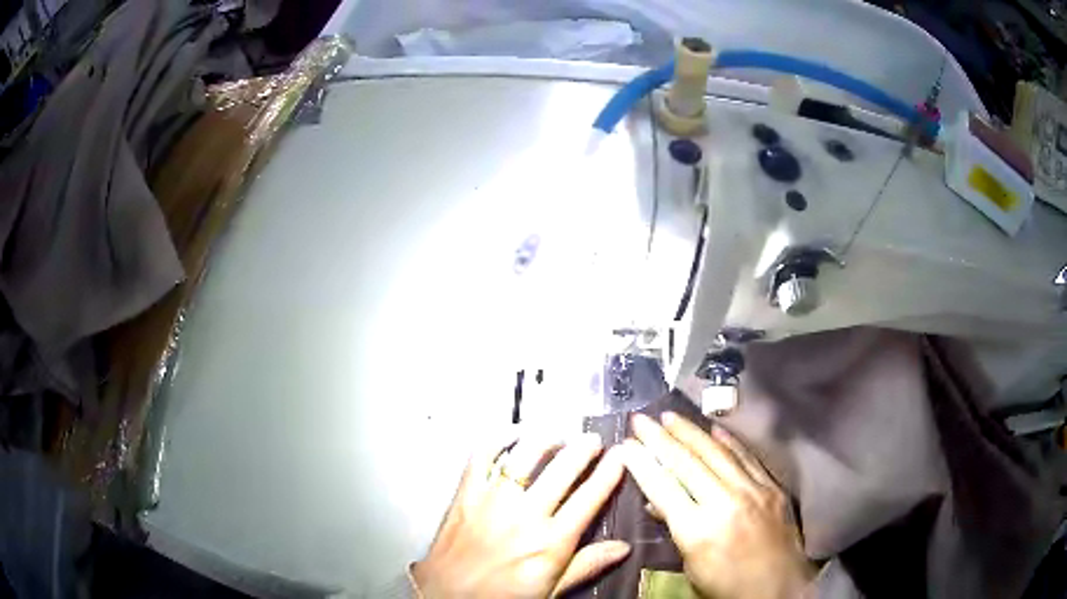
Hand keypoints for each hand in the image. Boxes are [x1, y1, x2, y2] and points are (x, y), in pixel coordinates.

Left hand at [413, 433, 628, 597]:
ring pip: (525, 456)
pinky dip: (497, 439)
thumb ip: (586, 566)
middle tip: (593, 440)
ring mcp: (492, 501)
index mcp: (550, 542)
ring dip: (546, 439)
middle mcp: (524, 516)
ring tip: (558, 435)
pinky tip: (512, 433)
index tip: (621, 456)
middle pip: (562, 469)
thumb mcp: (550, 591)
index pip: (589, 498)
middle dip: (583, 449)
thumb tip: (622, 548)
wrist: (446, 597)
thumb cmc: (500, 598)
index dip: (609, 472)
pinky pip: (481, 456)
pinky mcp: (465, 494)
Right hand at [619, 413, 814, 598]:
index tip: (625, 444)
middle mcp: (725, 502)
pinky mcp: (772, 488)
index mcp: (698, 530)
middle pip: (687, 462)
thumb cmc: (727, 588)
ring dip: (691, 432)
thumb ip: (675, 530)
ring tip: (671, 416)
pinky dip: (729, 441)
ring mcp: (753, 491)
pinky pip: (747, 457)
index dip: (641, 463)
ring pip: (717, 452)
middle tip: (641, 419)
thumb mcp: (691, 567)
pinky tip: (715, 428)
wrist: (780, 590)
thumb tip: (658, 504)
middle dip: (660, 438)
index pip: (662, 487)